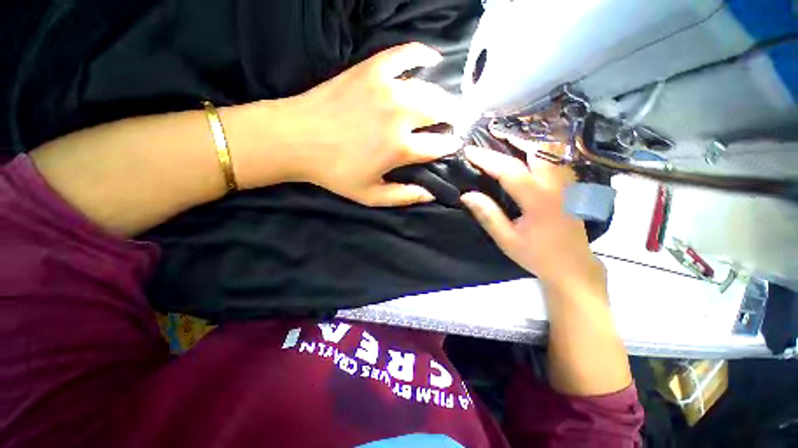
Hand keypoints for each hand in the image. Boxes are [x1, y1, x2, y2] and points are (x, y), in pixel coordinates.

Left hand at [245, 43, 460, 206]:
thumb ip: (404, 196)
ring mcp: (387, 88)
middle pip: (442, 111)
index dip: (450, 145)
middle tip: (452, 123)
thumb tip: (431, 194)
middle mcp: (400, 115)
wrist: (296, 139)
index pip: (440, 145)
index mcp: (400, 148)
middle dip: (453, 119)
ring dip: (443, 97)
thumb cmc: (334, 172)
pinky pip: (406, 54)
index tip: (453, 145)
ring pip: (430, 87)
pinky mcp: (372, 69)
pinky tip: (431, 60)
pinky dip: (423, 55)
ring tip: (442, 104)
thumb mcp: (370, 195)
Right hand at [460, 140, 604, 292]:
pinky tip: (530, 154)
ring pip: (550, 151)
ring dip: (527, 142)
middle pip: (535, 150)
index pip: (509, 171)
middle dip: (511, 140)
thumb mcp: (507, 240)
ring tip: (507, 141)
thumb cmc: (537, 256)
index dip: (487, 159)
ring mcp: (568, 183)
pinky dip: (542, 150)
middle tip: (490, 138)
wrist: (574, 267)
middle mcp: (557, 185)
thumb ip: (488, 215)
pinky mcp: (572, 186)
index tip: (469, 151)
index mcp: (538, 200)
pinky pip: (557, 159)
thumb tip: (467, 195)